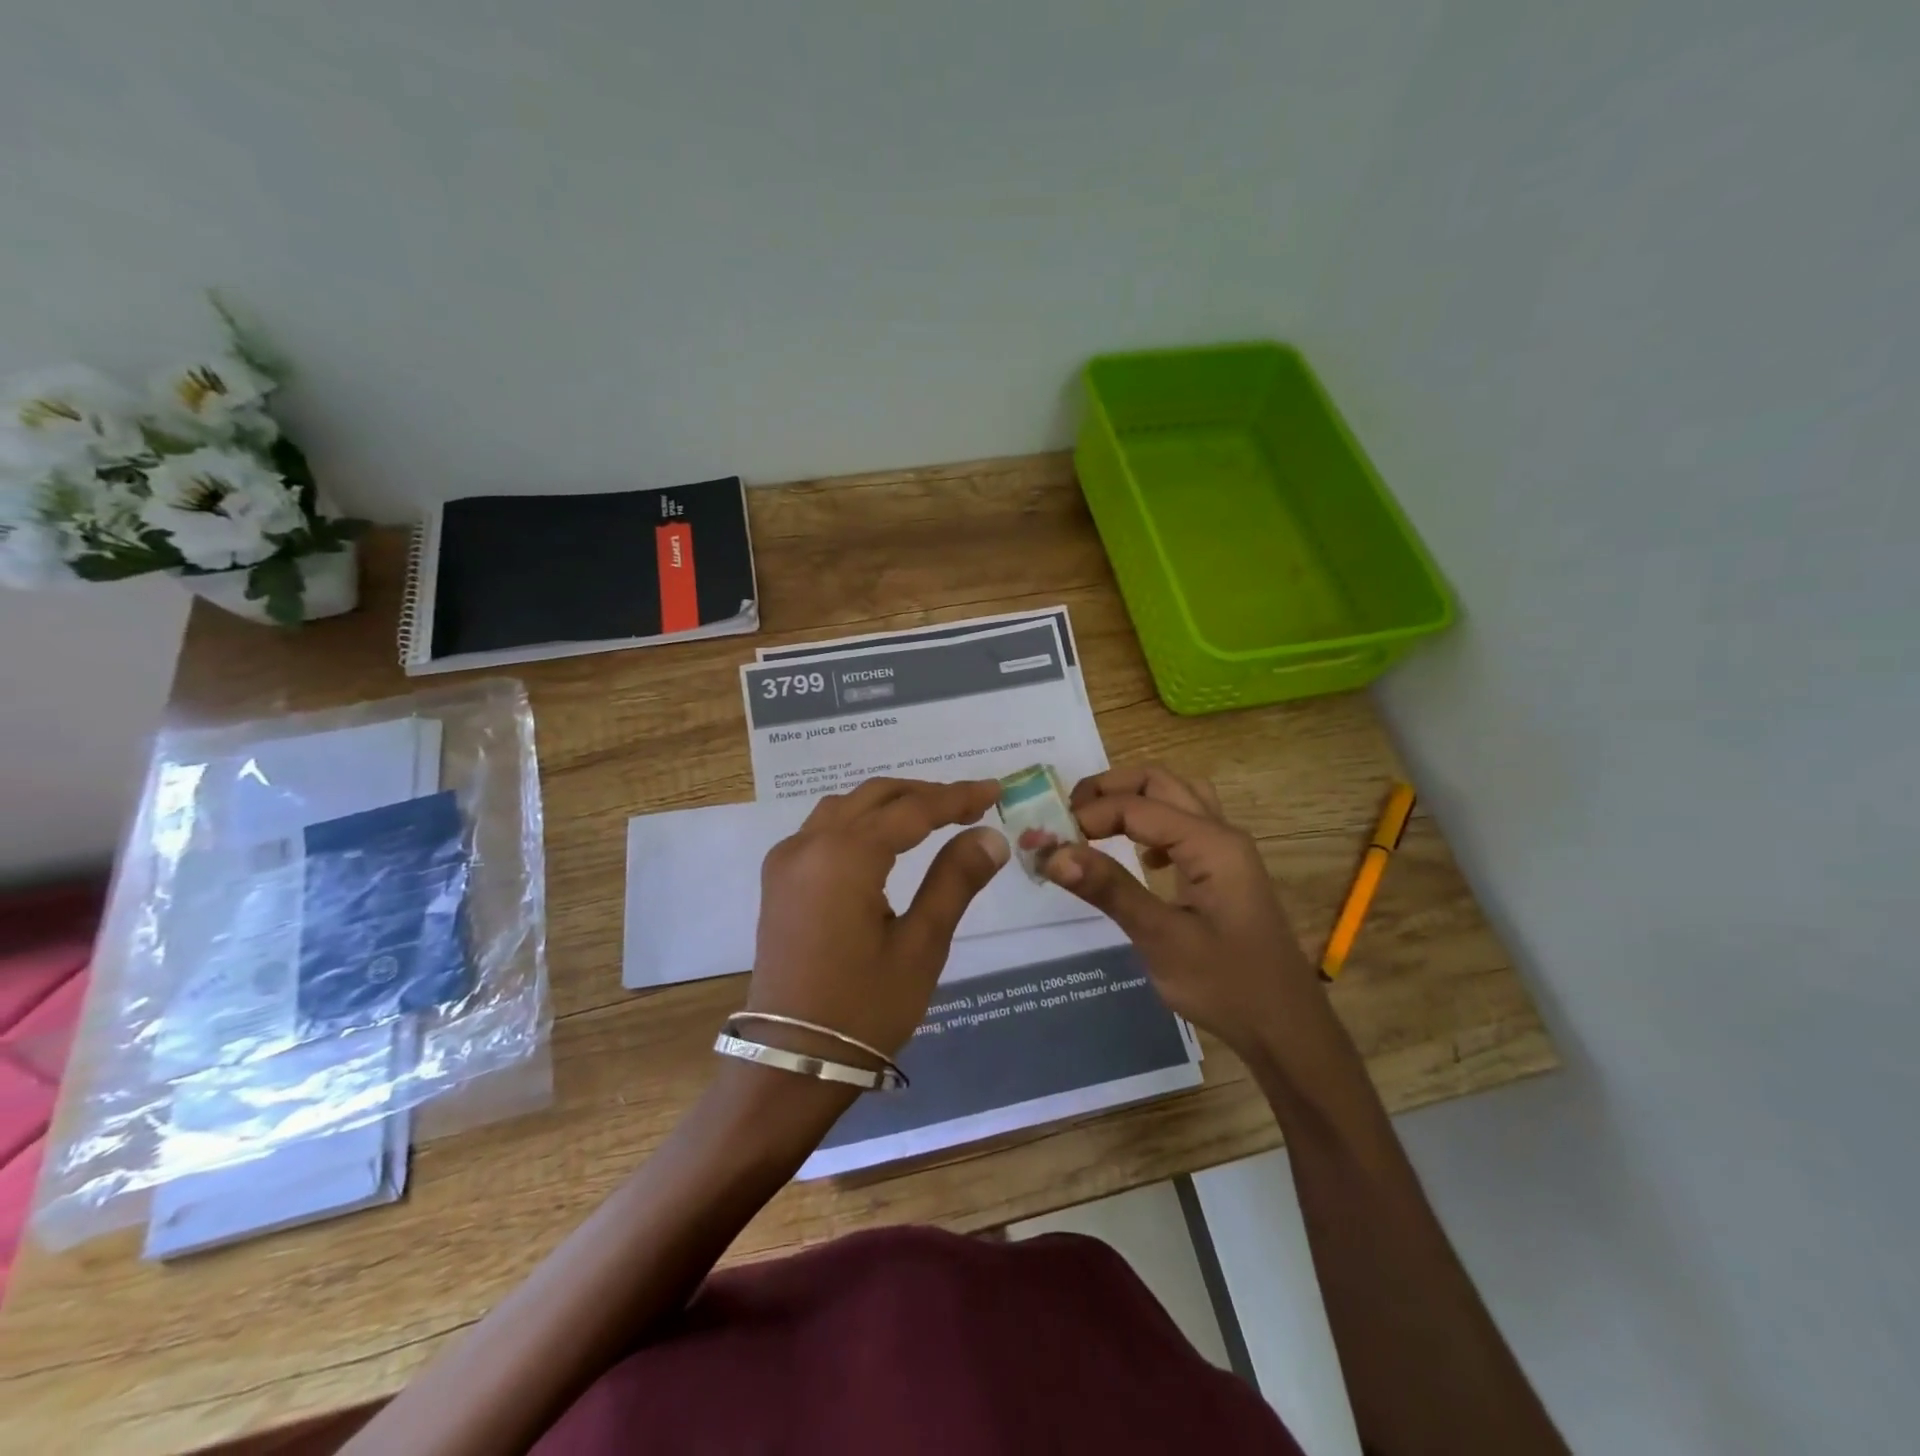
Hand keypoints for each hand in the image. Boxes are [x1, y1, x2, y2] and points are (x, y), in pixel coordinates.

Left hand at [748, 777, 1009, 1061]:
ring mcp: (787, 860)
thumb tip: (990, 835)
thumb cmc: (863, 1008)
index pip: (912, 810)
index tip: (994, 789)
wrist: (791, 1060)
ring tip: (933, 817)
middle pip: (875, 796)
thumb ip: (954, 881)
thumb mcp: (921, 946)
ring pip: (846, 807)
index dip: (957, 797)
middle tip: (971, 804)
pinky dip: (860, 820)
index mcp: (845, 856)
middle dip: (925, 794)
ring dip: (890, 803)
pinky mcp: (778, 879)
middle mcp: (809, 844)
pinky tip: (884, 839)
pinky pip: (823, 828)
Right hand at [1042, 765, 1317, 1053]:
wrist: (1285, 1029)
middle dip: (1110, 788)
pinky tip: (1140, 857)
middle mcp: (1222, 834)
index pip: (1137, 806)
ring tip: (1094, 822)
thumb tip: (1054, 854)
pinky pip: (1187, 825)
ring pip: (1178, 797)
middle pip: (1161, 783)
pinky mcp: (1225, 873)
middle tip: (1068, 812)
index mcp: (1211, 843)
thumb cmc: (1226, 984)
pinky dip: (1154, 823)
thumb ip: (1109, 889)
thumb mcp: (1161, 938)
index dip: (1089, 815)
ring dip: (1134, 799)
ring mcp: (1228, 852)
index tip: (1049, 841)